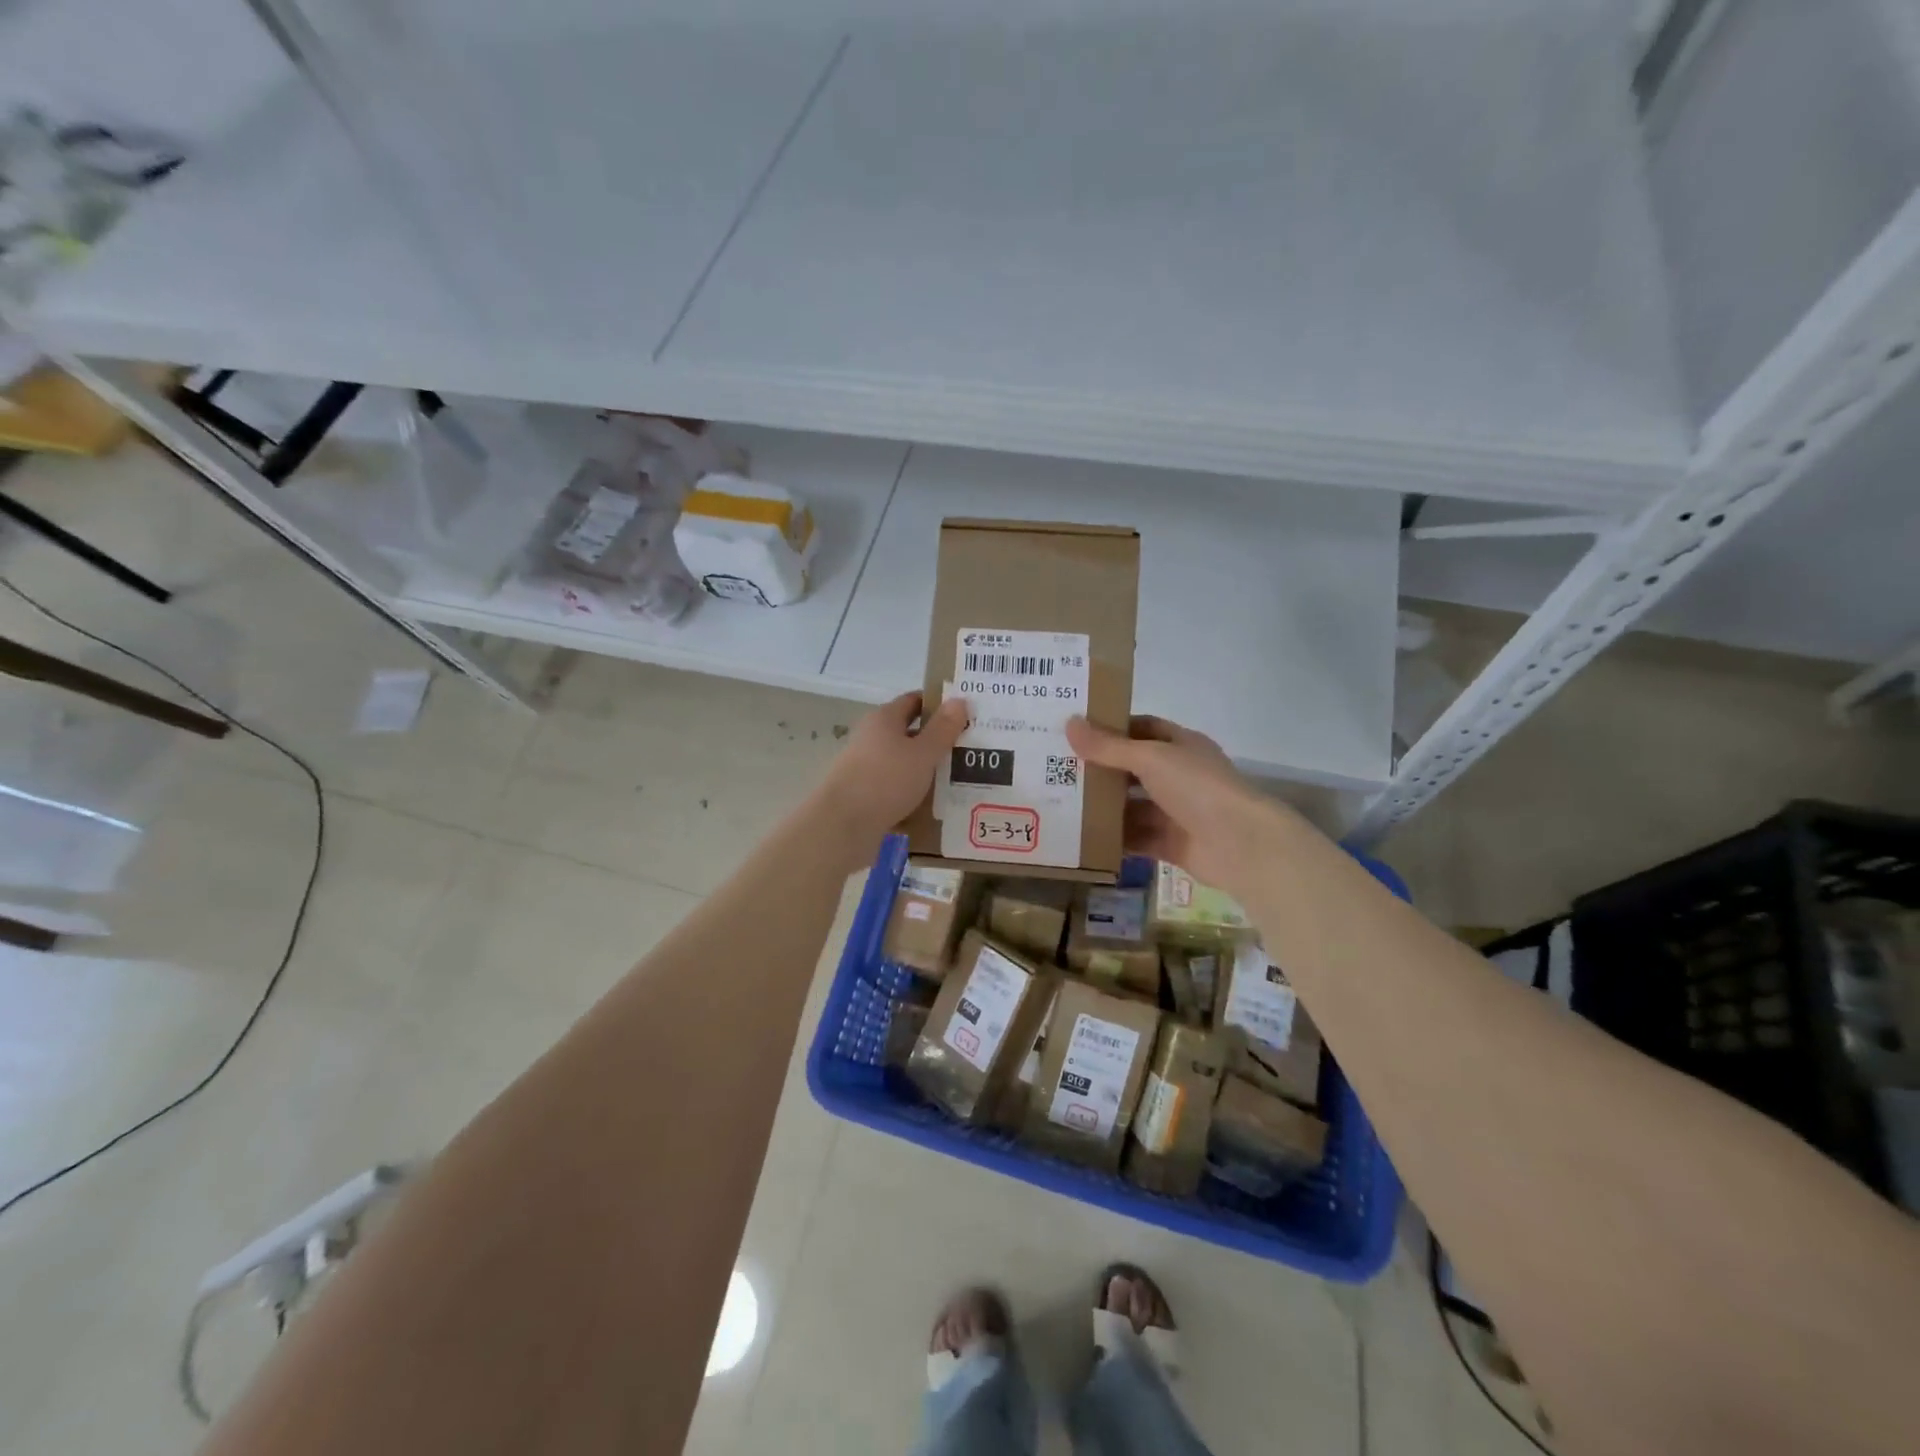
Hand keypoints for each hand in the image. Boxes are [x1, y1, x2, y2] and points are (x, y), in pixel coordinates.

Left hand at [815, 692, 969, 855]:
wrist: (843, 825)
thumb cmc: (885, 780)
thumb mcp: (922, 753)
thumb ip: (943, 729)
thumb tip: (959, 700)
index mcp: (884, 719)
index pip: (913, 701)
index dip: (938, 704)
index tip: (965, 713)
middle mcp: (872, 738)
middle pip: (909, 733)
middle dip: (938, 741)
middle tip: (971, 748)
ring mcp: (866, 768)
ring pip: (904, 764)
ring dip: (928, 771)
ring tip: (962, 780)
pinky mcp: (865, 796)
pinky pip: (897, 790)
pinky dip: (915, 795)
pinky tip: (937, 807)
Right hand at [1065, 714, 1287, 896]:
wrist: (1241, 844)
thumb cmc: (1198, 787)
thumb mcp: (1150, 758)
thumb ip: (1108, 747)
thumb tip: (1069, 724)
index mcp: (1181, 746)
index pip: (1142, 729)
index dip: (1112, 728)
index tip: (1076, 731)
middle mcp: (1179, 776)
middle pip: (1133, 770)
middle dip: (1100, 770)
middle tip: (1058, 769)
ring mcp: (1176, 812)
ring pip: (1132, 806)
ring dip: (1104, 807)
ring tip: (1061, 804)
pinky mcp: (1172, 844)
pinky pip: (1136, 839)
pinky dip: (1114, 840)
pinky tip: (1082, 838)